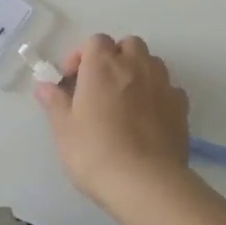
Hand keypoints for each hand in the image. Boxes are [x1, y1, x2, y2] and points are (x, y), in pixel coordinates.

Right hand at [37, 35, 190, 207]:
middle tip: (100, 85)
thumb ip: (54, 102)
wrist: (145, 182)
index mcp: (103, 66)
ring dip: (138, 72)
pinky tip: (148, 118)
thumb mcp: (64, 129)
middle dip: (115, 57)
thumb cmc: (95, 152)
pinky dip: (158, 94)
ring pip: (152, 63)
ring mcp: (163, 84)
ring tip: (125, 100)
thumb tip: (44, 85)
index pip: (95, 41)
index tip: (72, 80)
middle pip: (128, 45)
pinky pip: (169, 88)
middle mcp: (136, 66)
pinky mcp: (181, 107)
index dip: (81, 55)